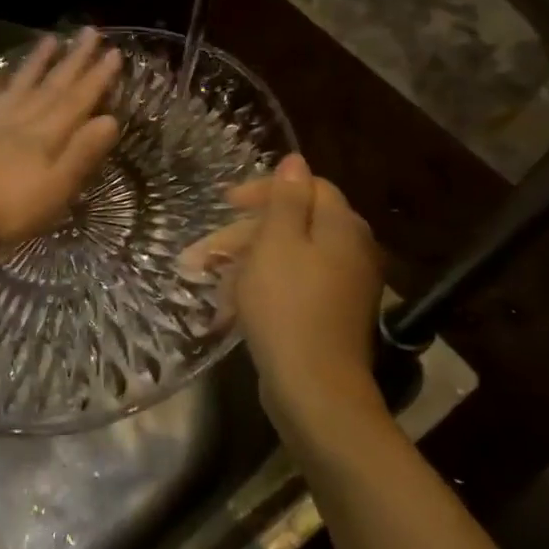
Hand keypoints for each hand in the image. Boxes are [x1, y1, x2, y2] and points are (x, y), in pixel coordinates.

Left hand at [0, 28, 122, 261]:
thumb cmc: (11, 211)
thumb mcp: (57, 189)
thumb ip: (82, 153)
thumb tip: (109, 119)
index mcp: (46, 135)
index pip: (77, 100)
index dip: (97, 77)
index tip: (114, 52)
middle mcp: (20, 121)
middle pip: (51, 86)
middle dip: (73, 60)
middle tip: (89, 32)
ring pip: (18, 86)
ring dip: (36, 63)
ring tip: (50, 39)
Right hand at [185, 153, 388, 443]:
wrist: (313, 387)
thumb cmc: (287, 306)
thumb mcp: (278, 243)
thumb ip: (286, 199)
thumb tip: (296, 160)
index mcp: (341, 227)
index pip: (307, 187)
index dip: (264, 190)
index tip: (225, 203)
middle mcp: (349, 251)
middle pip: (292, 225)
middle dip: (241, 236)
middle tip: (199, 254)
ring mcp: (341, 287)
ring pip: (285, 259)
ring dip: (242, 266)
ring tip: (205, 285)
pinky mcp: (327, 315)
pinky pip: (289, 288)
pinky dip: (258, 291)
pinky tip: (227, 310)